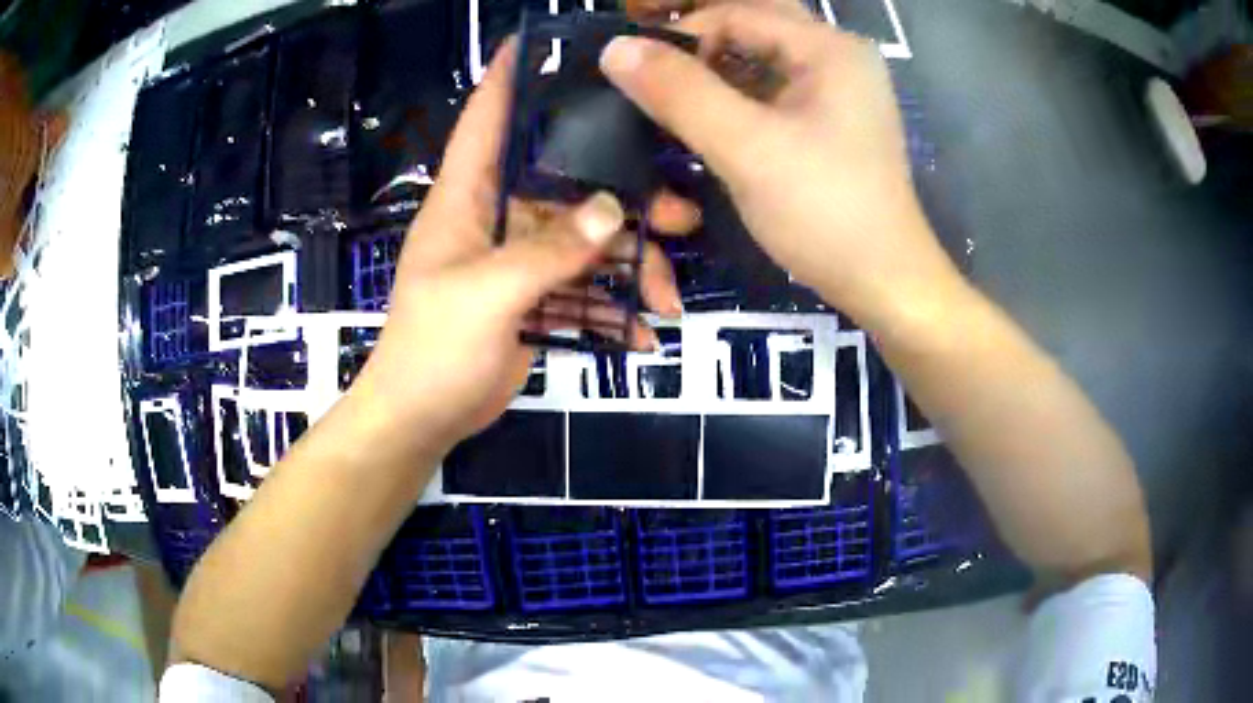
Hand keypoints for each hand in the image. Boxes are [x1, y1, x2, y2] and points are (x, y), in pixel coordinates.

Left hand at [351, 41, 693, 454]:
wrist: (422, 418)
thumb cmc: (433, 349)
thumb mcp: (486, 297)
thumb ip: (547, 253)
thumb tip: (610, 211)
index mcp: (467, 199)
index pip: (487, 121)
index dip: (510, 80)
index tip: (541, 44)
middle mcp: (496, 218)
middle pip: (568, 186)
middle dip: (624, 200)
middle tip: (679, 216)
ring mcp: (518, 261)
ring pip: (587, 244)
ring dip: (630, 270)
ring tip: (667, 300)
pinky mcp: (534, 299)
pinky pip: (583, 292)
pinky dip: (612, 313)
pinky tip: (641, 337)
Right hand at [605, 0, 957, 322]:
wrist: (883, 282)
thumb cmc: (825, 213)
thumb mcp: (747, 148)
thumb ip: (680, 93)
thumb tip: (614, 48)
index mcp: (828, 48)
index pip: (737, 15)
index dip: (679, 37)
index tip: (636, 76)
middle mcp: (836, 56)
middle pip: (752, 25)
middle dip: (698, 41)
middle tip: (649, 68)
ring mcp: (836, 89)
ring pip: (760, 56)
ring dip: (714, 67)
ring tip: (669, 94)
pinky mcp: (828, 120)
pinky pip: (771, 88)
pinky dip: (734, 93)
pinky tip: (704, 115)